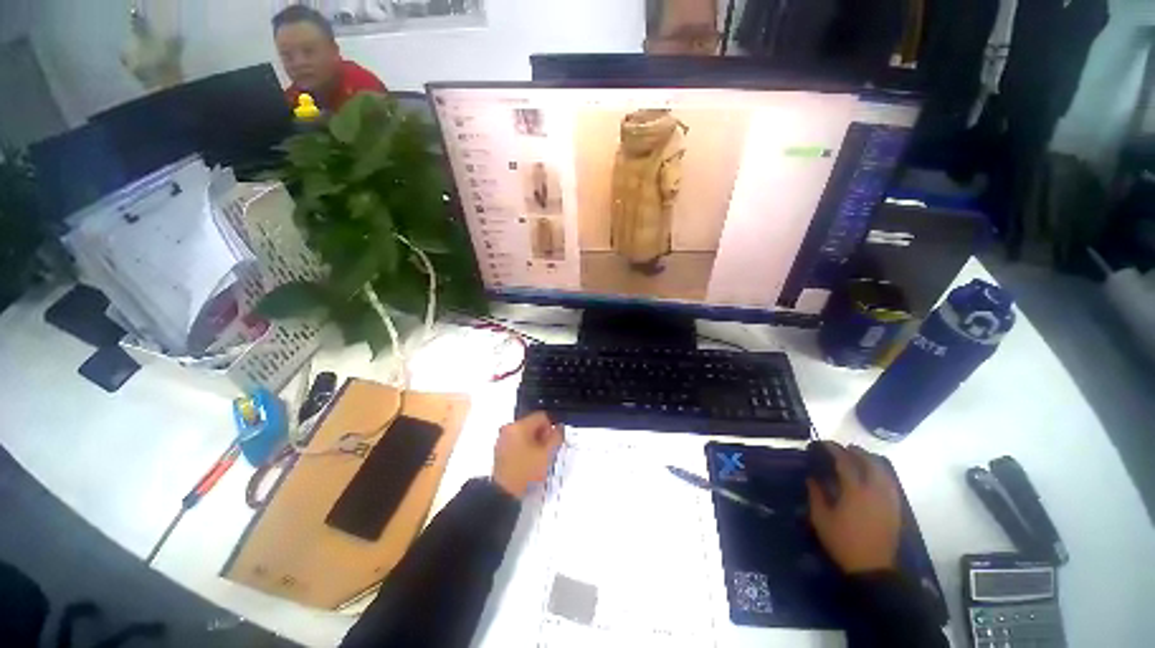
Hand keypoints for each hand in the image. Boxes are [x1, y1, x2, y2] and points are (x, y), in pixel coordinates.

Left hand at [492, 412, 563, 498]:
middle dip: (541, 436)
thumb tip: (559, 429)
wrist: (503, 494)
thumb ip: (556, 437)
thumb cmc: (525, 473)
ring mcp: (502, 439)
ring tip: (536, 459)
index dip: (551, 428)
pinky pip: (516, 441)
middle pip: (532, 424)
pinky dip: (523, 448)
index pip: (542, 416)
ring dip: (533, 442)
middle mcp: (508, 428)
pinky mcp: (499, 450)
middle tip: (545, 452)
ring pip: (524, 433)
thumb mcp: (547, 454)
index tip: (551, 442)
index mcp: (519, 426)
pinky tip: (527, 462)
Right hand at [807, 442, 900, 573]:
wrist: (872, 568)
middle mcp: (875, 492)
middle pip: (870, 463)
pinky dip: (882, 474)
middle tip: (844, 448)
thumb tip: (812, 478)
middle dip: (857, 452)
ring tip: (860, 457)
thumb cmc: (842, 542)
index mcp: (855, 492)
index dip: (835, 450)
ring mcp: (888, 500)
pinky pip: (890, 484)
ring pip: (883, 472)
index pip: (846, 463)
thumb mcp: (821, 519)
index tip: (824, 443)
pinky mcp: (895, 509)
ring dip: (871, 461)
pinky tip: (875, 476)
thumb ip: (816, 495)